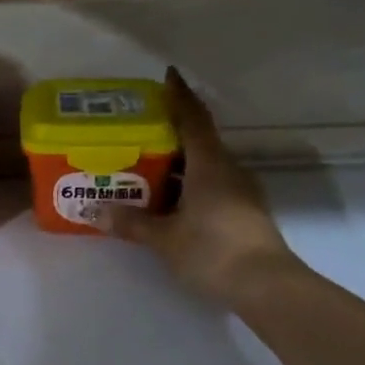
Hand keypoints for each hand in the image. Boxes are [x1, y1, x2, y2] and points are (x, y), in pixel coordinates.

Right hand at [106, 68, 303, 304]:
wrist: (267, 288)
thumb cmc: (213, 250)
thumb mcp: (165, 238)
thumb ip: (132, 223)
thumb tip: (97, 211)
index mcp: (210, 165)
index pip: (193, 119)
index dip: (180, 96)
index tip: (168, 76)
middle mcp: (228, 170)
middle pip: (198, 141)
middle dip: (170, 132)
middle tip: (138, 129)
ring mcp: (240, 192)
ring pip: (205, 166)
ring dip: (178, 163)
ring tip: (145, 165)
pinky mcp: (244, 213)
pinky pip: (211, 187)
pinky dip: (188, 185)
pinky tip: (168, 200)